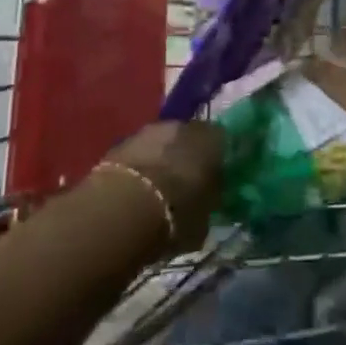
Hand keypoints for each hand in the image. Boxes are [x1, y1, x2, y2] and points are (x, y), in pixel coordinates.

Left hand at [103, 121, 224, 252]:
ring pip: (163, 141)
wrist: (125, 206)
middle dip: (188, 155)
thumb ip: (209, 201)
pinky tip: (137, 188)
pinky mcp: (123, 140)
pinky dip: (141, 164)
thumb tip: (209, 199)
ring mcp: (150, 129)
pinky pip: (140, 151)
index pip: (222, 142)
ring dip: (162, 158)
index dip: (218, 160)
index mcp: (211, 139)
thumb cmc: (177, 213)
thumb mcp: (205, 219)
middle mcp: (183, 126)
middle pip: (190, 137)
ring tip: (159, 187)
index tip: (216, 179)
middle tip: (186, 182)